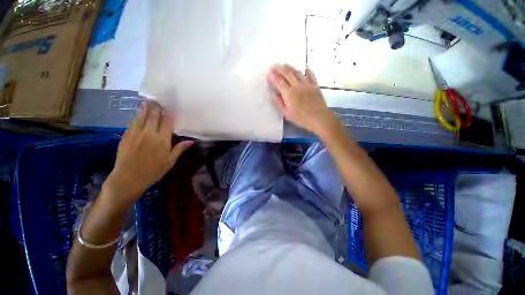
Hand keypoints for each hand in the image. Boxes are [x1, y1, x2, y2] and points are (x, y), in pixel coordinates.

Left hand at [105, 102, 193, 206]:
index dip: (170, 113)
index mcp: (162, 139)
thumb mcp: (170, 161)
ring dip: (146, 109)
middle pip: (154, 116)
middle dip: (157, 108)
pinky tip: (138, 114)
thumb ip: (180, 149)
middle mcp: (149, 133)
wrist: (128, 178)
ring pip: (142, 117)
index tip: (171, 107)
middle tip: (159, 101)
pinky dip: (137, 116)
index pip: (167, 122)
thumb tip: (191, 141)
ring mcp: (136, 133)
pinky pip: (133, 123)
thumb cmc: (153, 170)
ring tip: (148, 101)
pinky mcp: (126, 136)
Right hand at [268, 64, 337, 135]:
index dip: (273, 76)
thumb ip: (279, 103)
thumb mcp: (287, 114)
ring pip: (298, 72)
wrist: (318, 118)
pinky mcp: (315, 85)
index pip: (279, 82)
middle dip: (280, 68)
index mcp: (289, 94)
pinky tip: (306, 67)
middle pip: (288, 74)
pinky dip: (308, 70)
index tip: (269, 72)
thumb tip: (273, 94)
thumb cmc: (301, 118)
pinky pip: (311, 75)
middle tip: (275, 65)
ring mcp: (307, 84)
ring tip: (285, 65)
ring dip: (290, 67)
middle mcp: (297, 86)